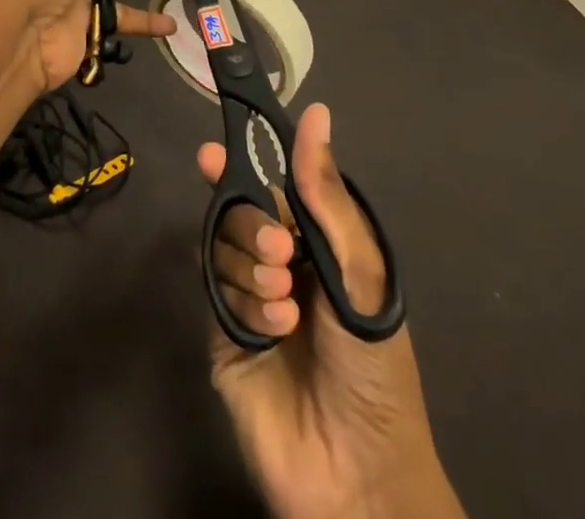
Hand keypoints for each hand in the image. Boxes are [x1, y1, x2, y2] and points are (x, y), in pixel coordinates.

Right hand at [200, 104, 464, 518]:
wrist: (358, 472)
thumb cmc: (374, 362)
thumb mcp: (359, 270)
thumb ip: (325, 192)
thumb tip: (316, 111)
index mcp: (315, 241)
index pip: (271, 184)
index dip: (241, 161)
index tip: (211, 151)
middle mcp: (279, 261)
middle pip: (240, 211)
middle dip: (254, 225)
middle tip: (281, 253)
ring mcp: (249, 296)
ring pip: (225, 247)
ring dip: (254, 269)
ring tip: (286, 305)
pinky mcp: (225, 334)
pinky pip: (218, 293)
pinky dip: (246, 305)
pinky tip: (274, 333)